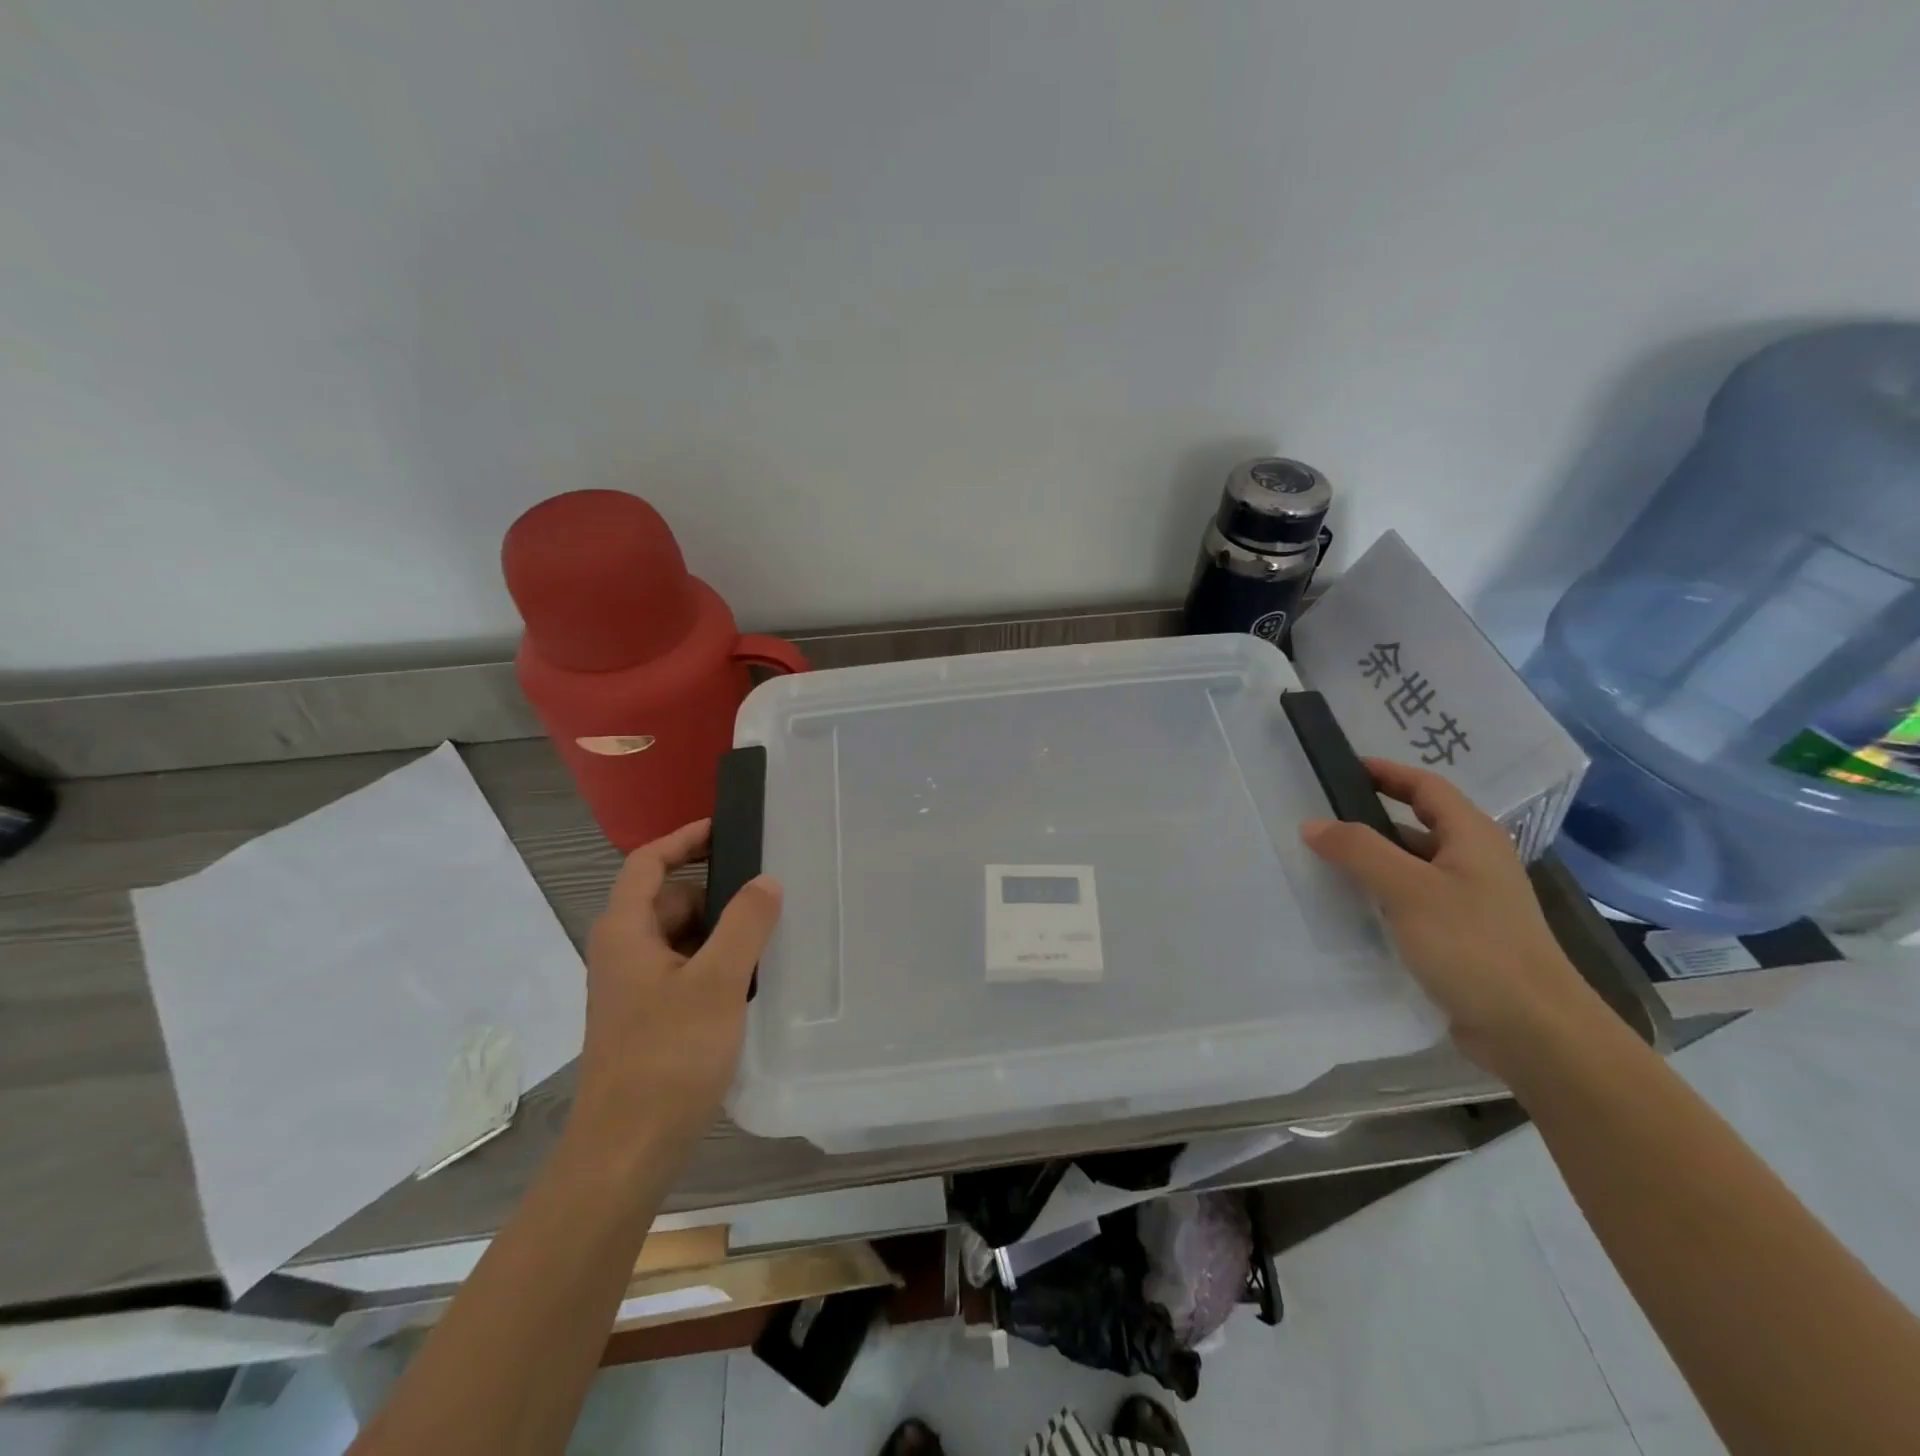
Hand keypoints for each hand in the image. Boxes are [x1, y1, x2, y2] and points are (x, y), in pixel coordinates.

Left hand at [568, 820, 781, 1161]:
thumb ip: (746, 923)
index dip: (683, 838)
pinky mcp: (648, 1017)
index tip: (726, 828)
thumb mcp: (717, 981)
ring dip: (720, 933)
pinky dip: (714, 965)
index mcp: (626, 931)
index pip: (647, 862)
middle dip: (716, 895)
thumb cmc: (668, 1056)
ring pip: (681, 938)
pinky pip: (684, 970)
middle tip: (767, 901)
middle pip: (670, 899)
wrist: (627, 1149)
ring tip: (767, 943)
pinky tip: (749, 985)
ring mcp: (634, 988)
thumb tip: (766, 881)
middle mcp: (623, 952)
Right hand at [1300, 758, 1595, 1072]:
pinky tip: (1353, 906)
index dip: (1387, 772)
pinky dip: (1383, 893)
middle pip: (1419, 823)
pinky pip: (1414, 900)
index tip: (1342, 768)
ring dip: (1375, 858)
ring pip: (1414, 864)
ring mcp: (1472, 901)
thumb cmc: (1474, 945)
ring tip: (1326, 860)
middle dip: (1373, 816)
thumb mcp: (1408, 889)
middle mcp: (1475, 862)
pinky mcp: (1463, 936)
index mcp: (1473, 837)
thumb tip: (1312, 824)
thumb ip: (1358, 850)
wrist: (1535, 1032)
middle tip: (1323, 816)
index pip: (1427, 786)